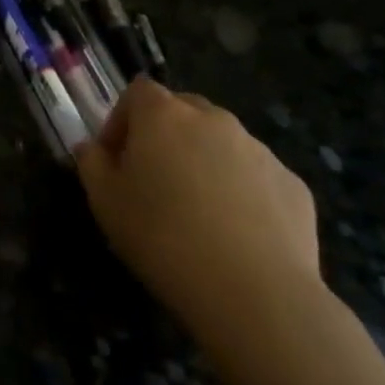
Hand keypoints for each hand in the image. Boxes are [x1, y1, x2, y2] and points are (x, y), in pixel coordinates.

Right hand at [77, 79, 323, 352]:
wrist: (254, 293)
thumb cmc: (163, 238)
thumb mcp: (105, 203)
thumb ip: (92, 164)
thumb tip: (91, 148)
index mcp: (164, 116)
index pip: (138, 92)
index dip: (122, 119)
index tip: (116, 157)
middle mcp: (213, 120)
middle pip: (183, 110)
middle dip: (165, 135)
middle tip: (155, 180)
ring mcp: (259, 150)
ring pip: (222, 142)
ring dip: (204, 162)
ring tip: (198, 212)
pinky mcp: (293, 184)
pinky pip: (256, 176)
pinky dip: (243, 191)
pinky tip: (236, 234)